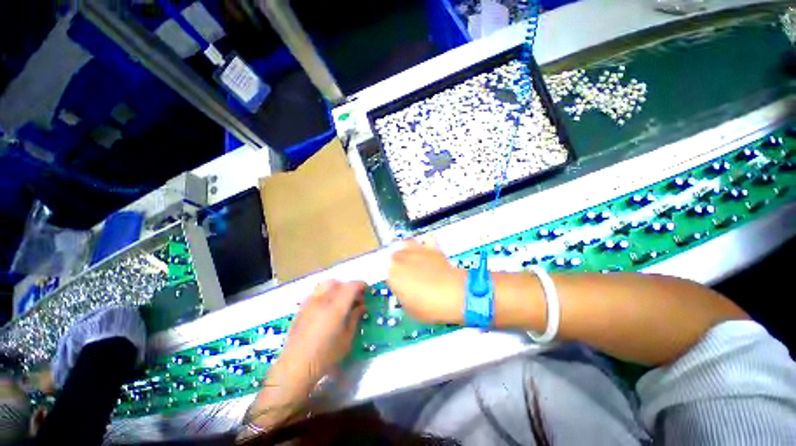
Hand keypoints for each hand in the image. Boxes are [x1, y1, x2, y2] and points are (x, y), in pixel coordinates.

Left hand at [248, 280, 365, 430]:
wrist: (296, 367)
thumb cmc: (326, 356)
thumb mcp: (347, 339)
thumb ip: (355, 318)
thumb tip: (362, 306)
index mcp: (336, 307)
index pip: (352, 286)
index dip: (361, 285)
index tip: (366, 291)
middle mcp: (323, 300)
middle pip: (339, 283)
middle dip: (349, 287)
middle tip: (354, 299)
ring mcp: (310, 303)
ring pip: (325, 284)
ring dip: (336, 287)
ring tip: (340, 300)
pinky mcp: (301, 308)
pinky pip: (316, 292)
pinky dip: (325, 292)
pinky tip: (326, 306)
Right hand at [388, 239, 465, 323]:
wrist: (453, 294)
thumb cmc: (429, 306)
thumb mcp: (409, 309)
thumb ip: (402, 296)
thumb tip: (404, 291)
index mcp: (392, 275)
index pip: (388, 273)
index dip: (394, 279)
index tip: (400, 285)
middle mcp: (401, 259)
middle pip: (394, 256)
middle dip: (398, 263)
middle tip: (407, 273)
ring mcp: (416, 251)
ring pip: (405, 245)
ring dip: (407, 251)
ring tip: (413, 258)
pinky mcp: (430, 247)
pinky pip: (424, 242)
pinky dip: (424, 245)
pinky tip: (427, 251)